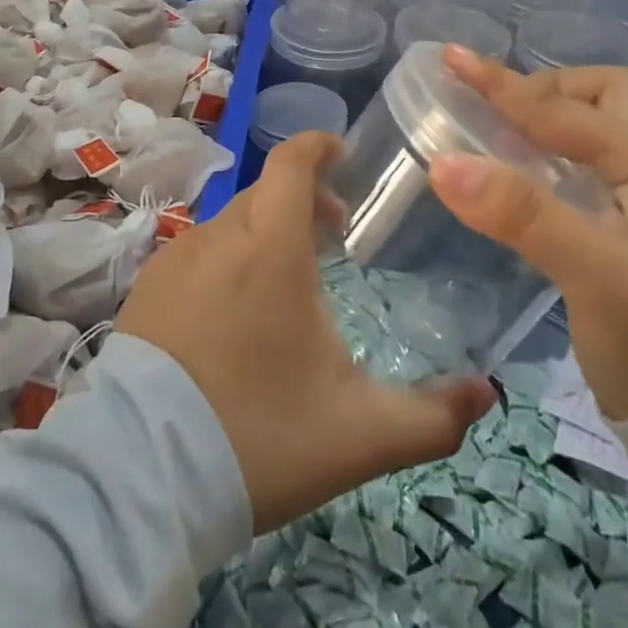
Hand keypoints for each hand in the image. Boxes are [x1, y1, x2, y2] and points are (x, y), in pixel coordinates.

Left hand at [116, 131, 495, 532]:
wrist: (139, 482)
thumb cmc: (258, 438)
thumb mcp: (359, 435)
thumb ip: (433, 417)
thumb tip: (488, 394)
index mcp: (271, 249)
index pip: (292, 163)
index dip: (317, 145)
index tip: (341, 152)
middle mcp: (219, 238)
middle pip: (265, 191)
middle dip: (302, 197)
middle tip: (332, 235)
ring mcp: (175, 261)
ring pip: (230, 221)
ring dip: (263, 230)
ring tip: (286, 278)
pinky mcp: (145, 289)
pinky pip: (196, 251)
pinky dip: (225, 256)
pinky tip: (232, 310)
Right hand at [425, 47, 627, 421]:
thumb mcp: (593, 273)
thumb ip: (521, 214)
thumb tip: (443, 162)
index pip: (565, 110)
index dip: (503, 86)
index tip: (452, 59)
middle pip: (604, 97)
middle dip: (548, 90)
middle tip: (497, 110)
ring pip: (605, 128)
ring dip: (555, 118)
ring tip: (505, 133)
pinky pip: (599, 164)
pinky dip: (561, 153)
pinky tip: (532, 176)